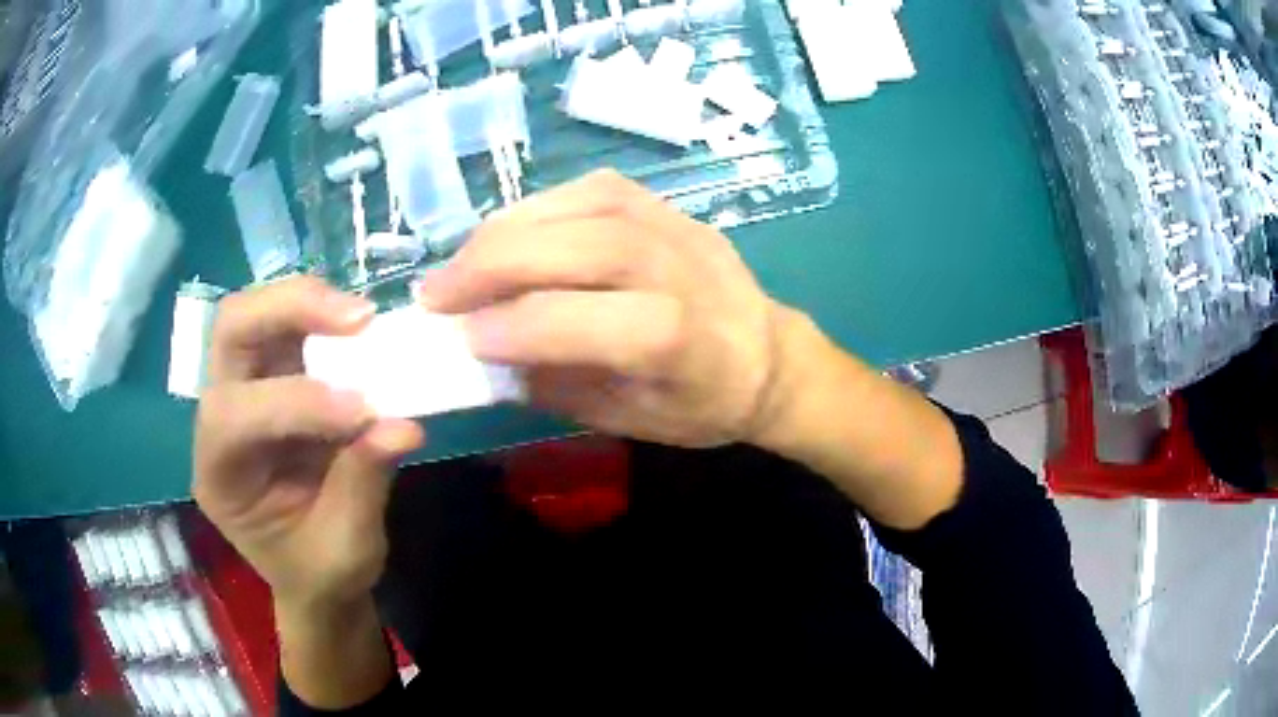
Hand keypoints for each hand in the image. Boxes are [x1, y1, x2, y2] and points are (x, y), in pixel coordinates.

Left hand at [193, 277, 424, 608]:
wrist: (316, 577)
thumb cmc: (321, 573)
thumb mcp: (346, 548)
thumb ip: (364, 483)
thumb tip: (405, 424)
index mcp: (219, 477)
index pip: (236, 417)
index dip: (298, 403)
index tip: (366, 409)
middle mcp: (218, 422)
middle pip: (229, 334)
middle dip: (287, 310)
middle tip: (358, 318)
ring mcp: (243, 393)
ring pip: (254, 316)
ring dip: (307, 303)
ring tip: (362, 318)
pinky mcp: (273, 380)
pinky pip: (287, 328)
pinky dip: (322, 317)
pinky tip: (357, 330)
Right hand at [418, 169, 786, 447]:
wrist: (769, 355)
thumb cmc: (701, 403)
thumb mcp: (629, 419)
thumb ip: (557, 384)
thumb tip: (484, 352)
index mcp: (684, 343)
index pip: (594, 321)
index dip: (520, 325)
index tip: (460, 337)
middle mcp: (683, 272)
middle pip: (588, 246)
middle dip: (495, 263)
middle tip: (437, 292)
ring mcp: (679, 227)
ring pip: (587, 206)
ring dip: (507, 229)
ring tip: (462, 261)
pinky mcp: (668, 206)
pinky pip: (595, 190)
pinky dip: (539, 207)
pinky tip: (507, 233)